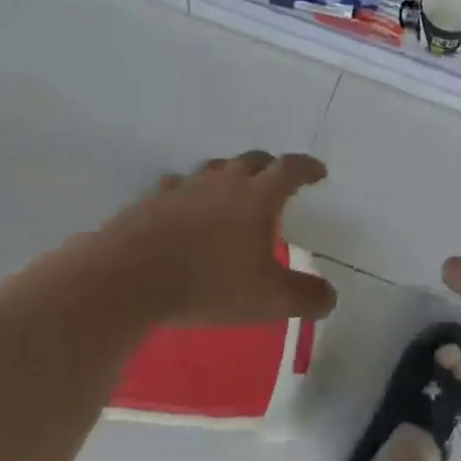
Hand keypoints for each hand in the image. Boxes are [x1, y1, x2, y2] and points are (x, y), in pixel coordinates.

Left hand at [91, 152, 337, 327]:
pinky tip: (185, 208)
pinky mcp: (153, 201)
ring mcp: (185, 188)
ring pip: (215, 169)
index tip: (318, 172)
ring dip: (230, 175)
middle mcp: (224, 183)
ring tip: (232, 191)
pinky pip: (179, 187)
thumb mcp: (267, 300)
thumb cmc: (208, 283)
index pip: (289, 169)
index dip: (307, 168)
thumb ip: (304, 297)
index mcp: (257, 197)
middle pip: (252, 160)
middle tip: (277, 179)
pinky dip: (191, 193)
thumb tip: (330, 296)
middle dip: (270, 166)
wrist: (130, 277)